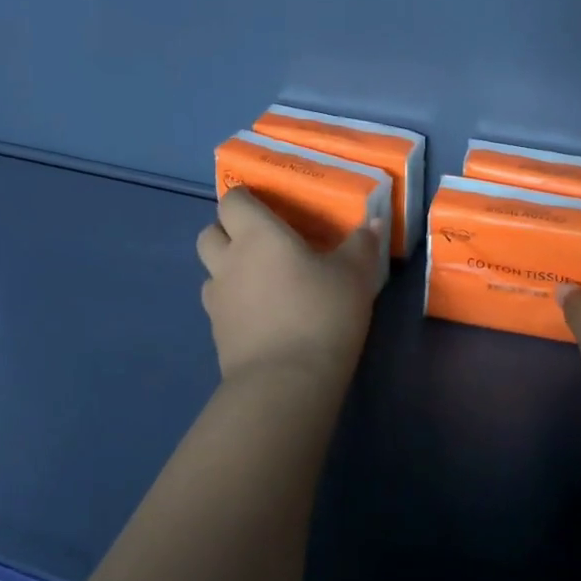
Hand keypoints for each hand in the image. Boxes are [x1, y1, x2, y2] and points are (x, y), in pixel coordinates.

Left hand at [196, 187, 380, 386]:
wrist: (286, 382)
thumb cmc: (321, 314)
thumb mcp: (354, 276)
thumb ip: (361, 246)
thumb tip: (371, 224)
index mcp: (256, 235)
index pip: (232, 200)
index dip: (246, 199)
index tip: (270, 207)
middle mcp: (228, 261)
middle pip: (210, 232)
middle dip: (228, 231)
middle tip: (263, 242)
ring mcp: (217, 300)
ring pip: (210, 271)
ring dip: (228, 269)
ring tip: (262, 281)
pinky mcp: (217, 334)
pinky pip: (219, 305)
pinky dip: (234, 303)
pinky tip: (262, 315)